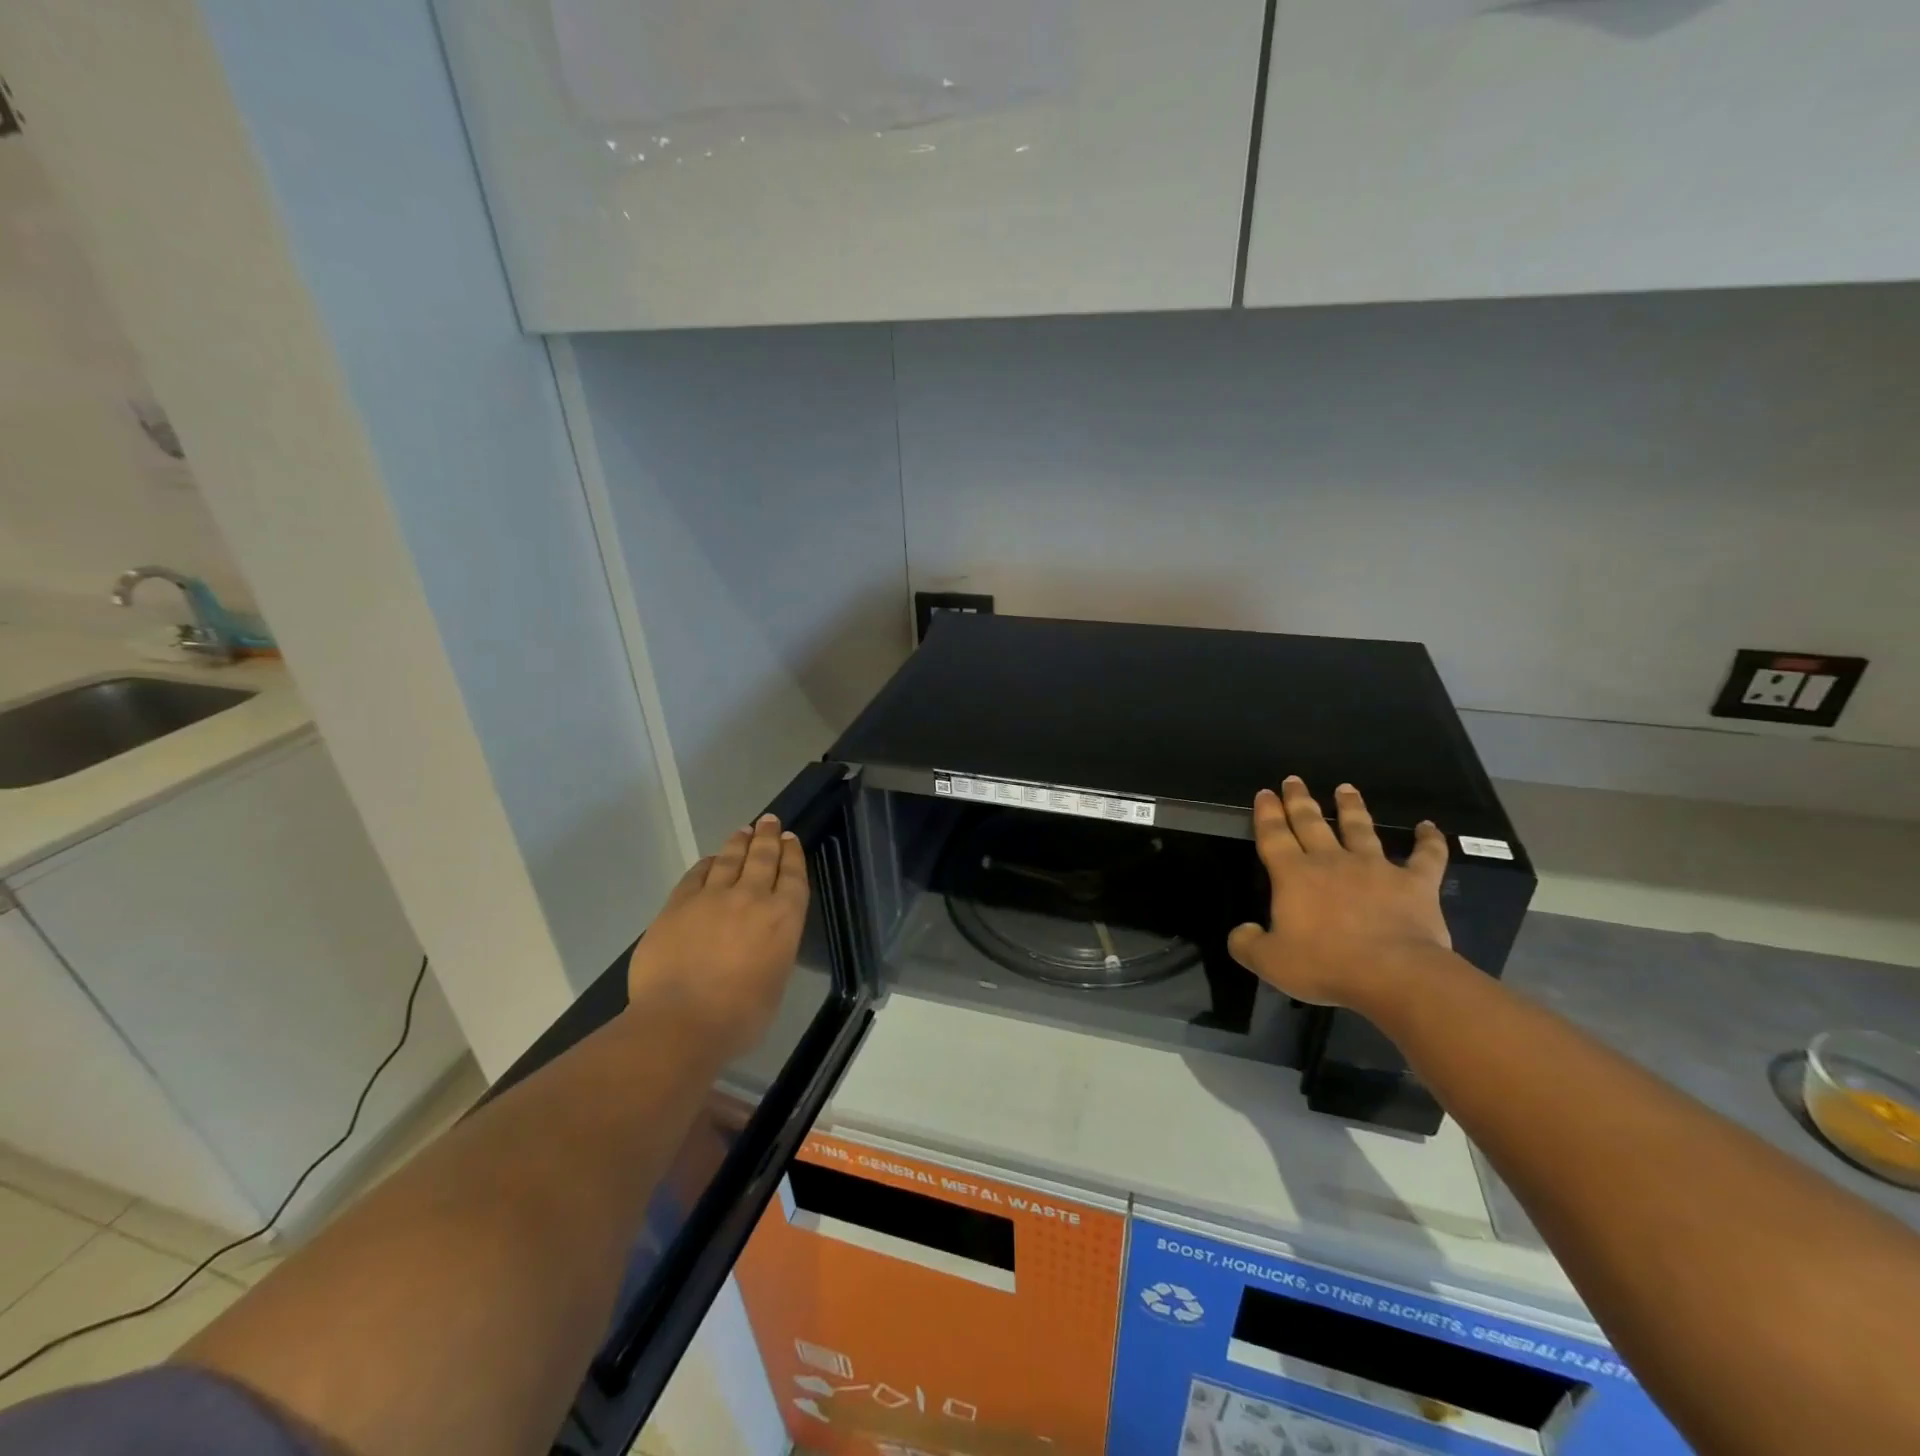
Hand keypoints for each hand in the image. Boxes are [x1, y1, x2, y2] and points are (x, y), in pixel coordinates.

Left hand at [625, 815, 808, 1059]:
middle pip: (762, 858)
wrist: (681, 1021)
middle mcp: (752, 898)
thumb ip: (772, 951)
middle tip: (769, 820)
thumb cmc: (739, 1017)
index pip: (793, 876)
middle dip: (768, 837)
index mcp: (783, 918)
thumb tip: (760, 942)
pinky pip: (696, 875)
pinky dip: (707, 864)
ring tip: (744, 831)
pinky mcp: (678, 904)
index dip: (792, 854)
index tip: (790, 838)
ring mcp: (712, 897)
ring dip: (739, 842)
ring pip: (730, 859)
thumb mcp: (774, 981)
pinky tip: (710, 860)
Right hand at [1226, 777, 1451, 1009]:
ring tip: (1346, 788)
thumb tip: (1242, 931)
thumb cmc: (1326, 965)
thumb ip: (1246, 944)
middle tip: (1293, 780)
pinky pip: (1425, 856)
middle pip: (1311, 822)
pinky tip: (1429, 826)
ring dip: (1352, 806)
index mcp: (1294, 876)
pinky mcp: (1415, 883)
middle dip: (1299, 800)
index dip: (1266, 814)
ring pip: (1360, 828)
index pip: (1273, 836)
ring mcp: (1375, 868)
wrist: (1394, 974)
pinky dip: (1429, 840)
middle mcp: (1331, 861)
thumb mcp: (1270, 962)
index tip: (1264, 793)